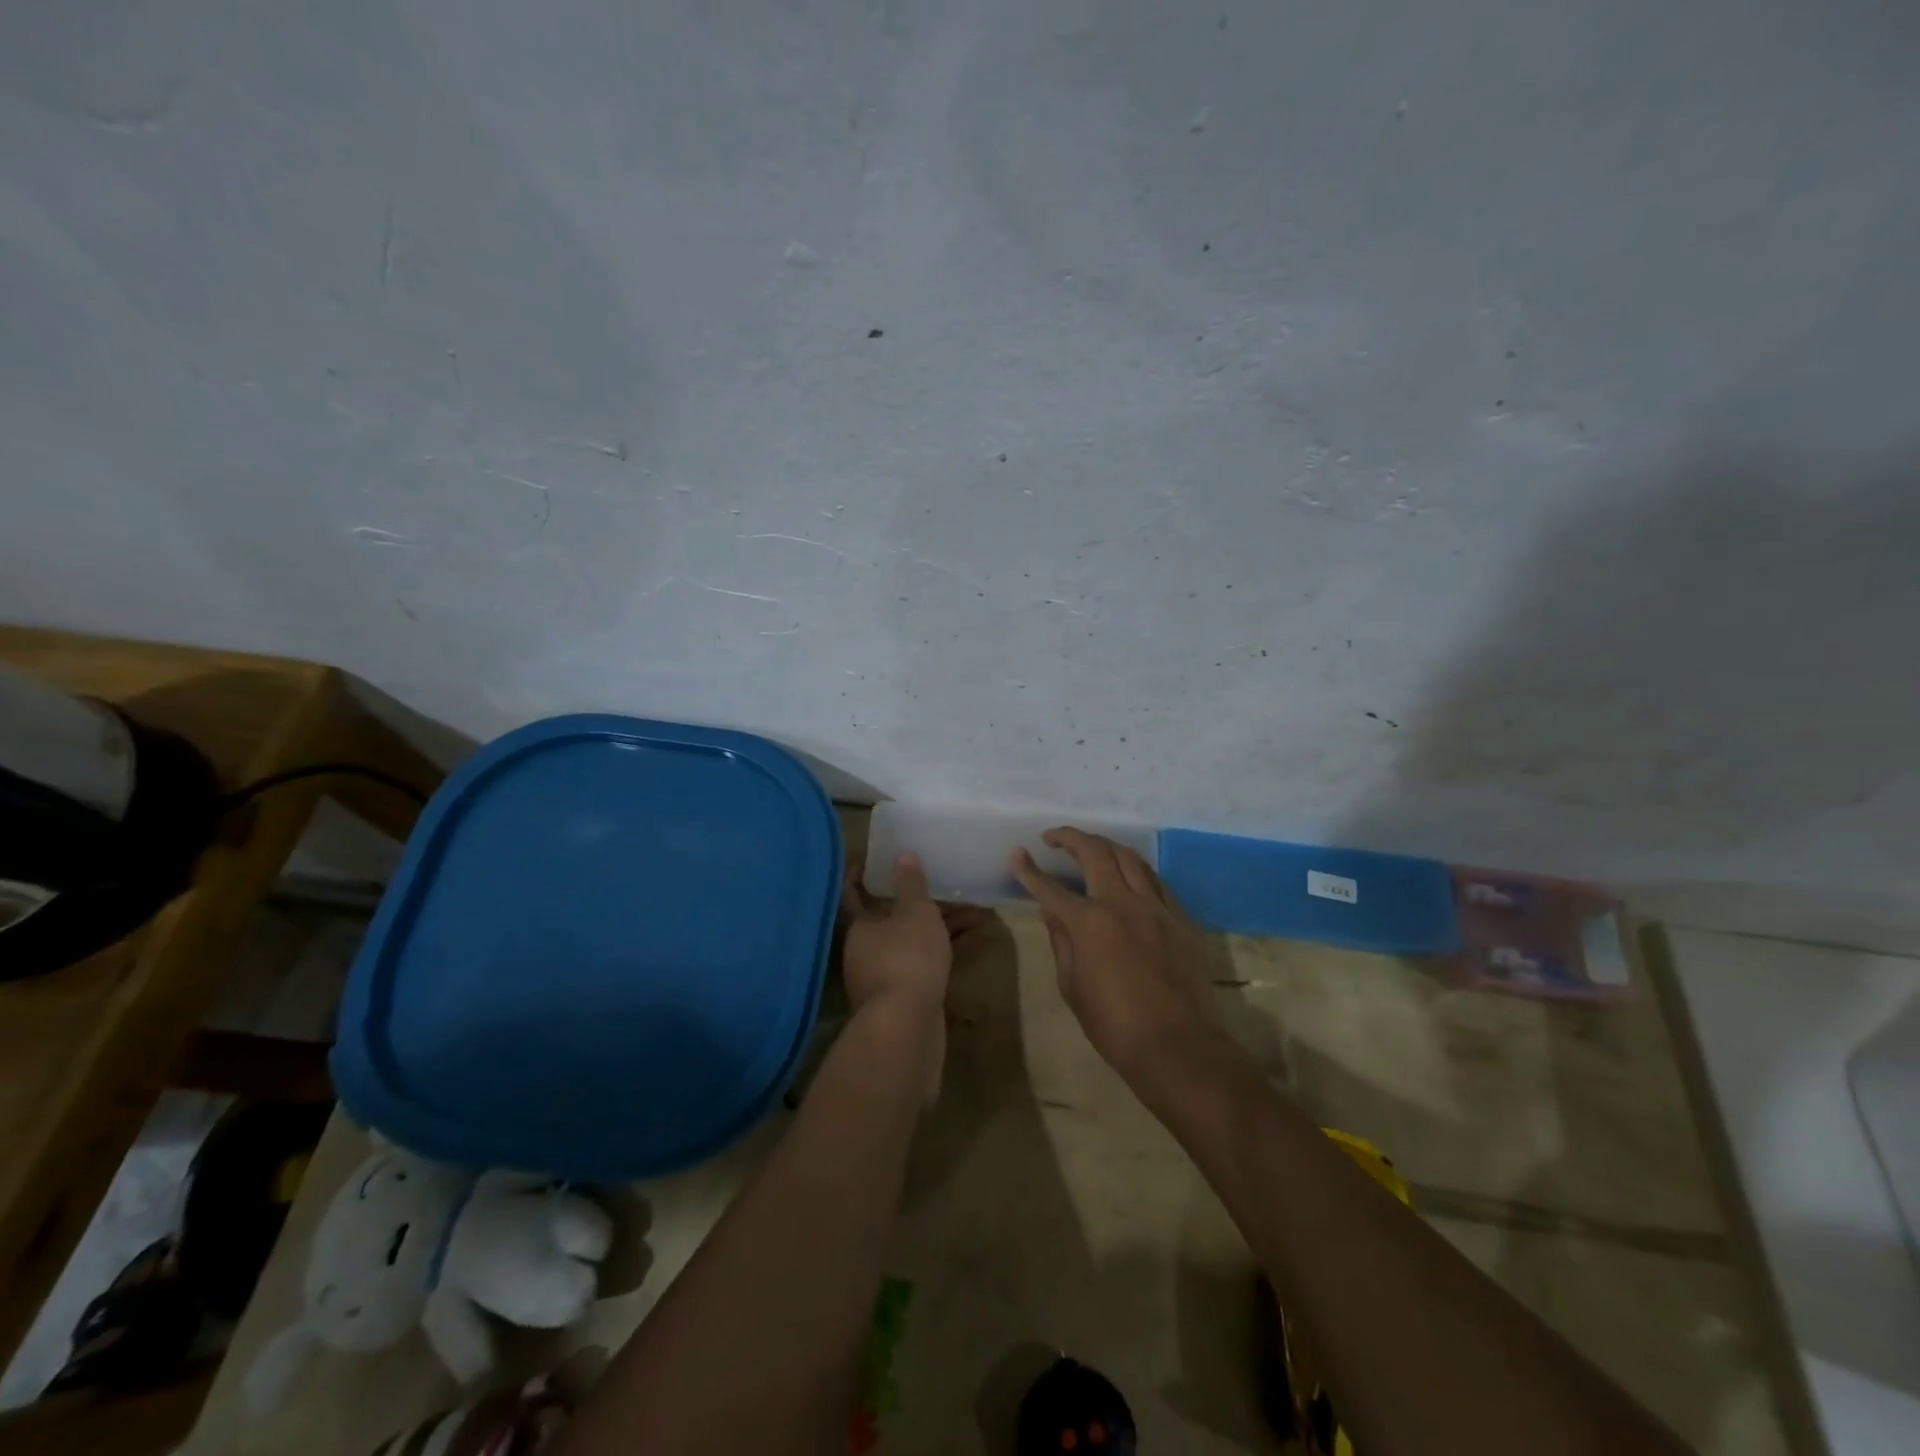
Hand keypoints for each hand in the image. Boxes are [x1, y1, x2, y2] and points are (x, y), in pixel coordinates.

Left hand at [841, 854, 989, 1099]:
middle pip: (891, 916)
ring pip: (913, 939)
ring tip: (974, 908)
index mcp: (859, 927)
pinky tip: (972, 938)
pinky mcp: (907, 995)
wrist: (908, 1029)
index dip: (860, 874)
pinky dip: (945, 947)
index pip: (853, 893)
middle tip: (942, 880)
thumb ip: (911, 884)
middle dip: (917, 900)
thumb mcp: (915, 913)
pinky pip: (926, 960)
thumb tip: (903, 855)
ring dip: (940, 924)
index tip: (870, 858)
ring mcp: (886, 975)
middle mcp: (866, 950)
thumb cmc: (907, 959)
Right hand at [1010, 828, 1221, 1080]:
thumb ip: (1061, 942)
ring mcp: (1157, 907)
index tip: (1016, 853)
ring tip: (1090, 847)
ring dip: (1105, 846)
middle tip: (1053, 837)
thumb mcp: (1072, 987)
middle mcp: (1123, 903)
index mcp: (1089, 923)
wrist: (1178, 1046)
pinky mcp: (1181, 918)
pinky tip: (1128, 878)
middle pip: (1095, 852)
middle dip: (1070, 837)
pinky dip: (1136, 872)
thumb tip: (1052, 912)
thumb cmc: (1114, 1025)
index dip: (1028, 869)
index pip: (1050, 888)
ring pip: (1130, 858)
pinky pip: (1156, 882)